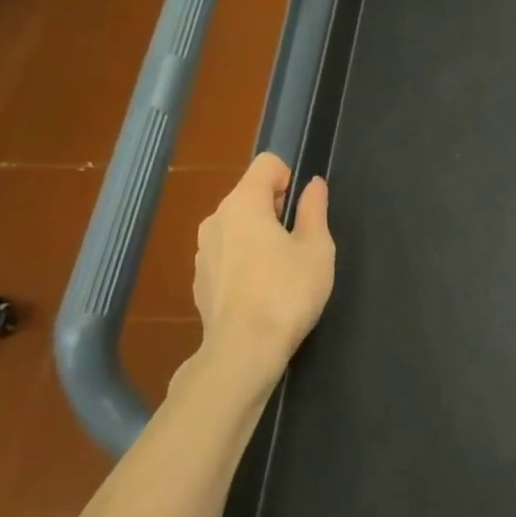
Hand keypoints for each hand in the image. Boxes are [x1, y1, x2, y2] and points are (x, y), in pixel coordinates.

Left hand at [194, 153, 334, 371]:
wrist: (242, 352)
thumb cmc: (286, 292)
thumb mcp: (316, 248)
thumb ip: (314, 210)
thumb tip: (313, 185)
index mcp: (243, 203)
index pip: (267, 164)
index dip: (290, 178)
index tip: (302, 211)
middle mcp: (216, 219)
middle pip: (250, 194)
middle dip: (275, 208)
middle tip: (299, 243)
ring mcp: (203, 251)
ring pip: (237, 225)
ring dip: (258, 235)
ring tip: (281, 269)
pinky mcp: (199, 280)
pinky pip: (227, 253)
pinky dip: (244, 259)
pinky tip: (260, 290)